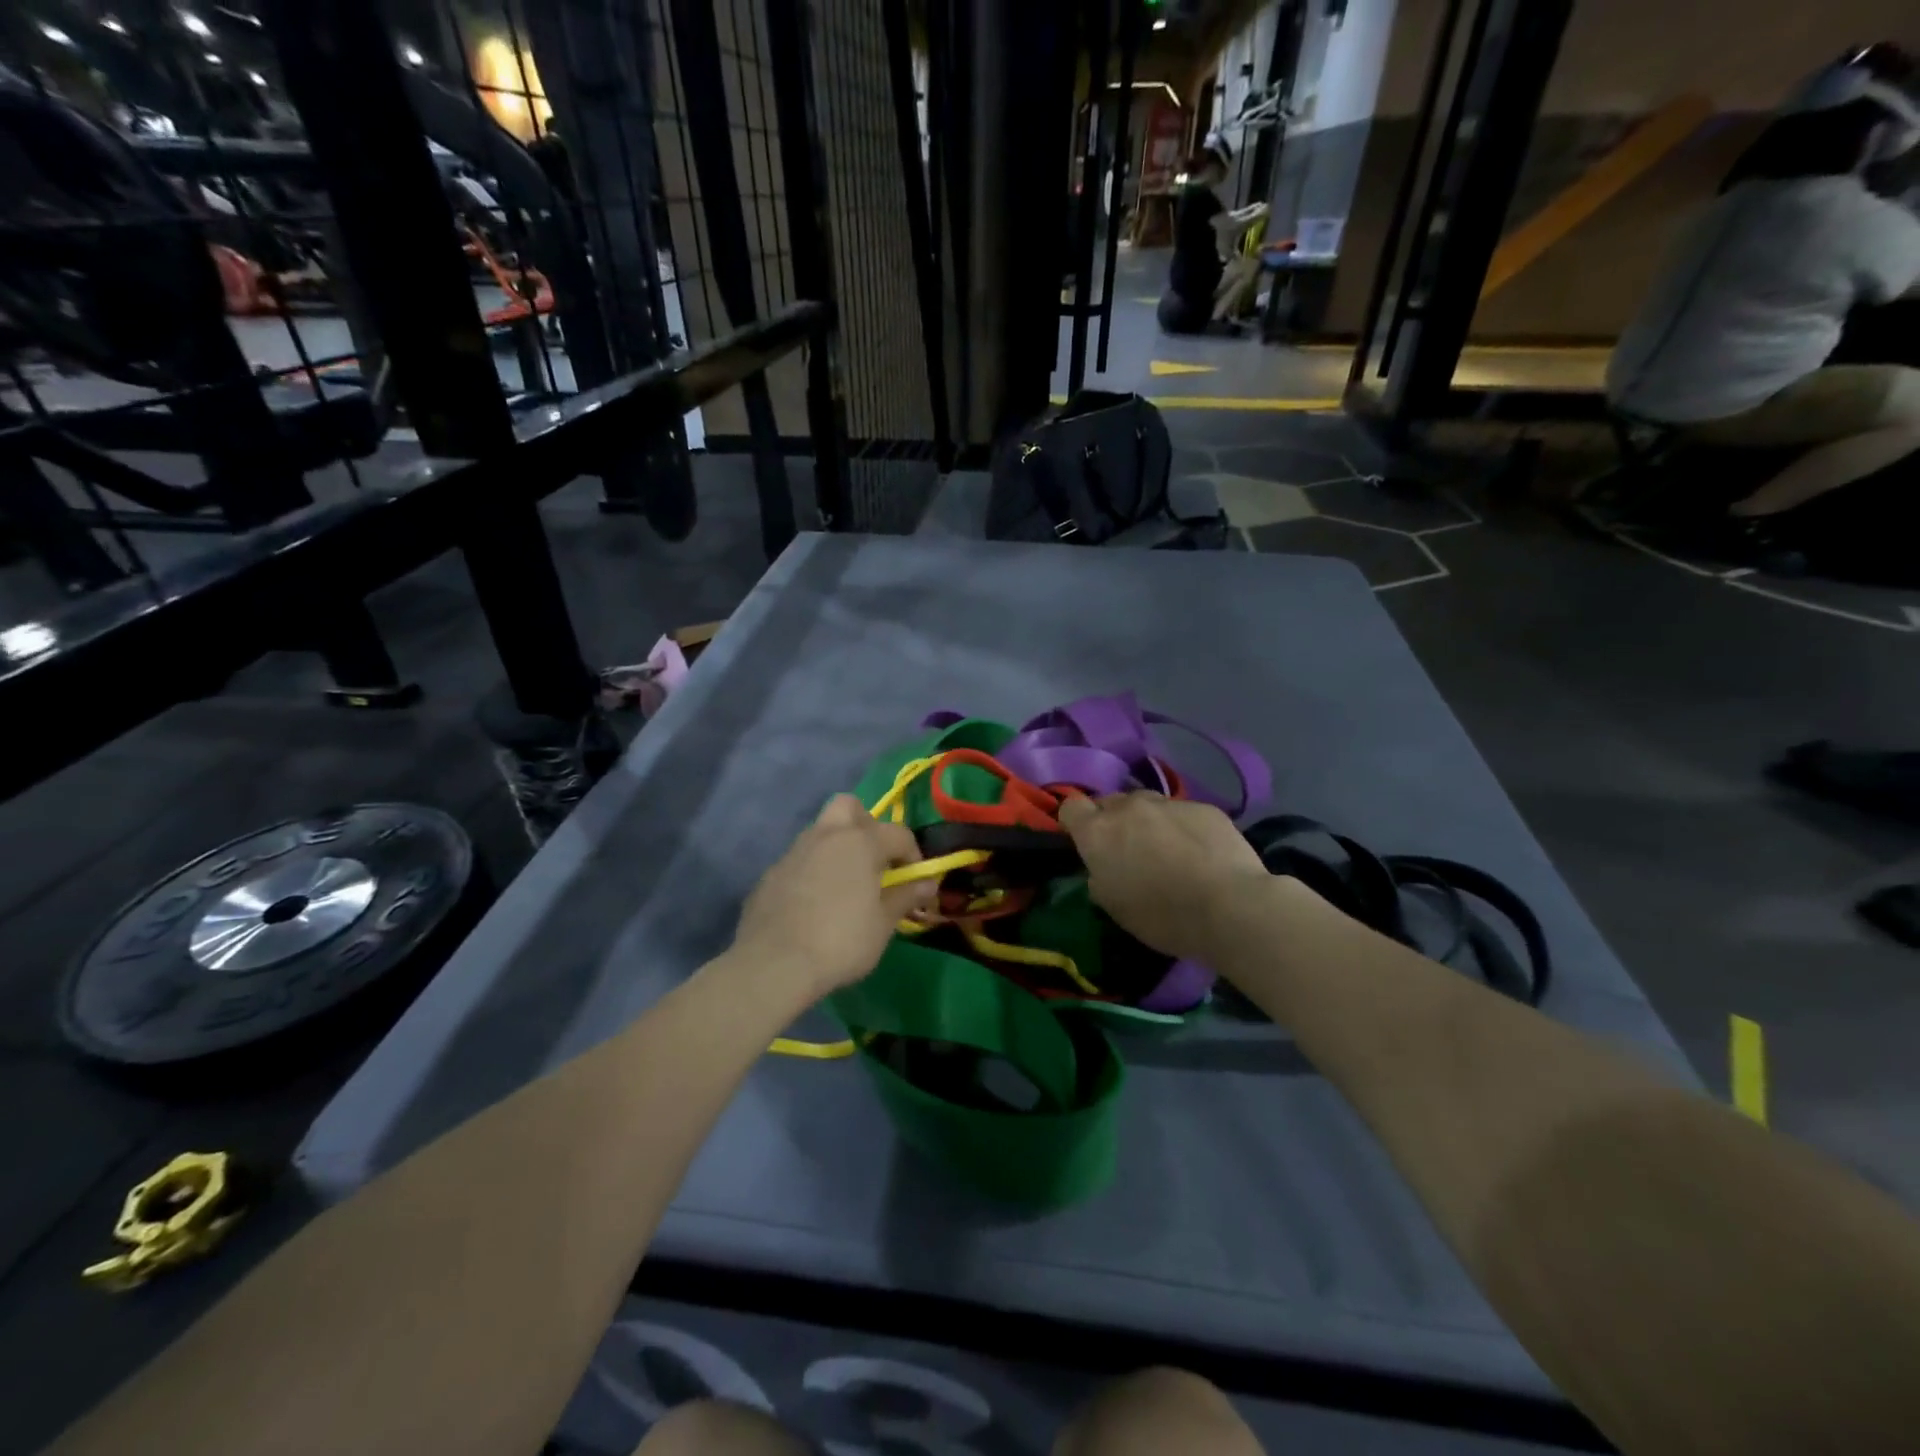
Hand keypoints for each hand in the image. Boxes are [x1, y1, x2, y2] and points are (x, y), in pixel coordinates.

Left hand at [731, 795, 933, 1001]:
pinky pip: (800, 859)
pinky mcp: (771, 873)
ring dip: (838, 846)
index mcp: (860, 841)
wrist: (774, 964)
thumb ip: (905, 896)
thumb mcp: (883, 924)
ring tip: (846, 884)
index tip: (915, 881)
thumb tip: (928, 883)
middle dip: (866, 824)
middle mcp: (827, 835)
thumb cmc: (841, 941)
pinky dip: (814, 870)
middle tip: (874, 859)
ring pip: (821, 831)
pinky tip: (815, 902)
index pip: (898, 833)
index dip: (913, 854)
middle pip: (849, 807)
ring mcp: (794, 852)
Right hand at [1057, 792, 1271, 964]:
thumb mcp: (1115, 908)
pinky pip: (1183, 813)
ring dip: (1149, 821)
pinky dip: (1184, 828)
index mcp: (1098, 833)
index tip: (1085, 841)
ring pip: (1148, 805)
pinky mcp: (1204, 807)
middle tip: (1128, 850)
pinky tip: (1201, 853)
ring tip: (1167, 850)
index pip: (1071, 806)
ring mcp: (1168, 804)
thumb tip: (1103, 869)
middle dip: (1113, 821)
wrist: (1230, 906)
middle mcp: (1129, 808)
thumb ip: (1100, 878)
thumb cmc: (1162, 916)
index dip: (1076, 821)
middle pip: (1110, 802)